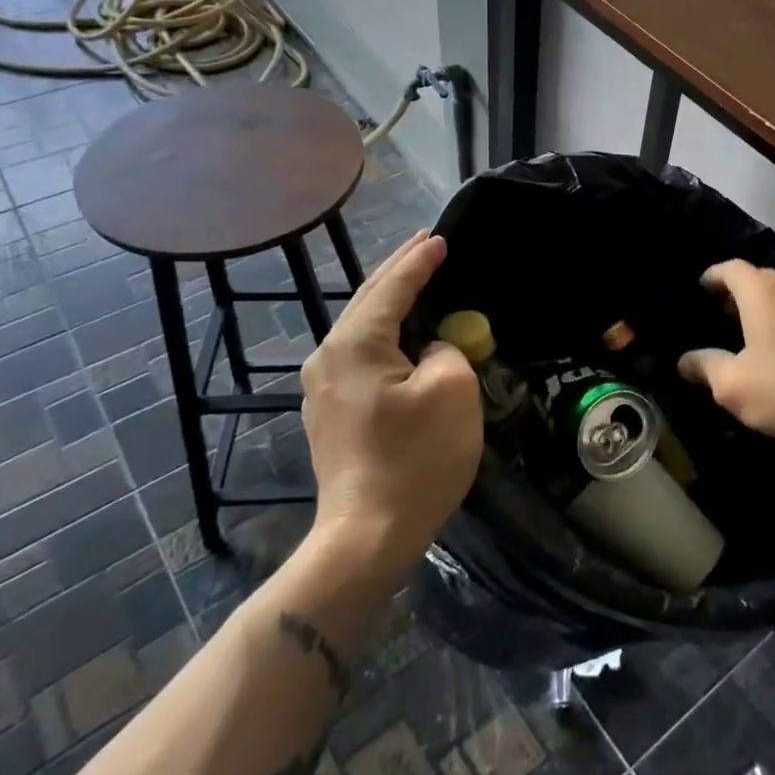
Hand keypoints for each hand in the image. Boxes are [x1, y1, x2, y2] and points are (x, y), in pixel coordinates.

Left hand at [299, 231, 481, 568]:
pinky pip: (359, 359)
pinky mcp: (328, 415)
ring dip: (389, 304)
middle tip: (423, 245)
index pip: (392, 287)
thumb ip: (446, 351)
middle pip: (367, 302)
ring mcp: (322, 389)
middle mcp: (328, 357)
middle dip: (398, 272)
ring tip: (414, 283)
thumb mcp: (452, 392)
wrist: (366, 536)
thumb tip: (430, 351)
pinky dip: (383, 337)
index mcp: (355, 344)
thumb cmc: (415, 460)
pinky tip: (399, 338)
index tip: (440, 238)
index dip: (419, 261)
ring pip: (360, 331)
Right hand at [679, 260, 774, 446]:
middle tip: (722, 309)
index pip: (733, 269)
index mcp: (763, 295)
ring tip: (750, 327)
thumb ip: (706, 367)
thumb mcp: (732, 385)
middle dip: (740, 289)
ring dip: (766, 304)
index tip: (702, 286)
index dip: (715, 275)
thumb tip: (684, 361)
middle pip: (762, 277)